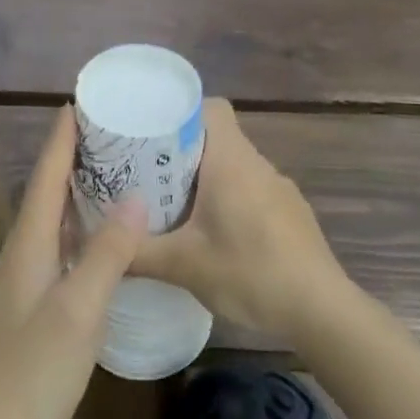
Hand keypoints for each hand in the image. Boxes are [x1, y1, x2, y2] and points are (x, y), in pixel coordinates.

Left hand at [0, 106, 147, 418]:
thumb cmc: (27, 376)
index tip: (77, 103)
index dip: (60, 140)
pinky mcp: (23, 316)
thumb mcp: (76, 313)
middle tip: (108, 137)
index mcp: (28, 247)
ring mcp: (18, 289)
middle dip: (71, 162)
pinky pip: (52, 256)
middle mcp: (19, 258)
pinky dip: (74, 237)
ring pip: (48, 227)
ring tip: (108, 180)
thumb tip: (135, 197)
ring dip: (73, 198)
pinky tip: (92, 249)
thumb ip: (105, 255)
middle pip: (45, 196)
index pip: (45, 178)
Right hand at [131, 99, 349, 340]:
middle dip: (180, 150)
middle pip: (216, 137)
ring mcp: (279, 188)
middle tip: (146, 173)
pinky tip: (213, 234)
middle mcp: (257, 164)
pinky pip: (250, 189)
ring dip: (204, 178)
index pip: (210, 107)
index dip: (180, 111)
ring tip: (172, 205)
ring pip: (233, 165)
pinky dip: (227, 199)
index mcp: (231, 161)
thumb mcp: (184, 266)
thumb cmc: (251, 273)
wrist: (323, 311)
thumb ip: (136, 253)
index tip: (150, 132)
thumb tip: (97, 247)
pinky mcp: (291, 213)